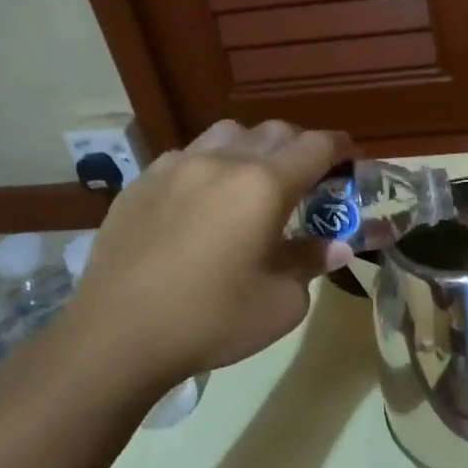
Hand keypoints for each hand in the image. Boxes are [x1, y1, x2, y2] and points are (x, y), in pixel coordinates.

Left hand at [65, 119, 356, 382]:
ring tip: (253, 180)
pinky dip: (209, 165)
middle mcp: (221, 162)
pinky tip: (202, 200)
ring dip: (252, 147)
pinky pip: (186, 156)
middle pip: (273, 131)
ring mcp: (175, 167)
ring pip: (226, 134)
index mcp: (263, 185)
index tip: (351, 159)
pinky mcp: (141, 183)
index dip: (340, 148)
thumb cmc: (212, 320)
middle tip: (308, 177)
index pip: (315, 146)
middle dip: (299, 146)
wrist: (117, 335)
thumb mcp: (281, 303)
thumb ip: (310, 263)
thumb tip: (333, 246)